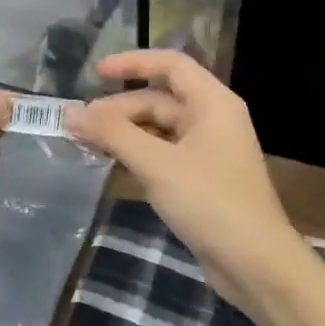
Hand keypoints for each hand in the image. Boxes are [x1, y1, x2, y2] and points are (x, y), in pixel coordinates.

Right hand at [66, 51, 308, 315]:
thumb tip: (70, 112)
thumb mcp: (156, 164)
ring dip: (124, 134)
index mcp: (212, 103)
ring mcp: (208, 151)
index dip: (132, 63)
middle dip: (119, 109)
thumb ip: (112, 134)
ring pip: (159, 130)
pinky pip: (163, 155)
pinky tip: (111, 165)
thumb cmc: (209, 202)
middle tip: (79, 126)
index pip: (171, 65)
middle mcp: (213, 119)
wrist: (254, 262)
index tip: (94, 73)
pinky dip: (137, 155)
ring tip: (86, 144)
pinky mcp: (201, 180)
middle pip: (159, 100)